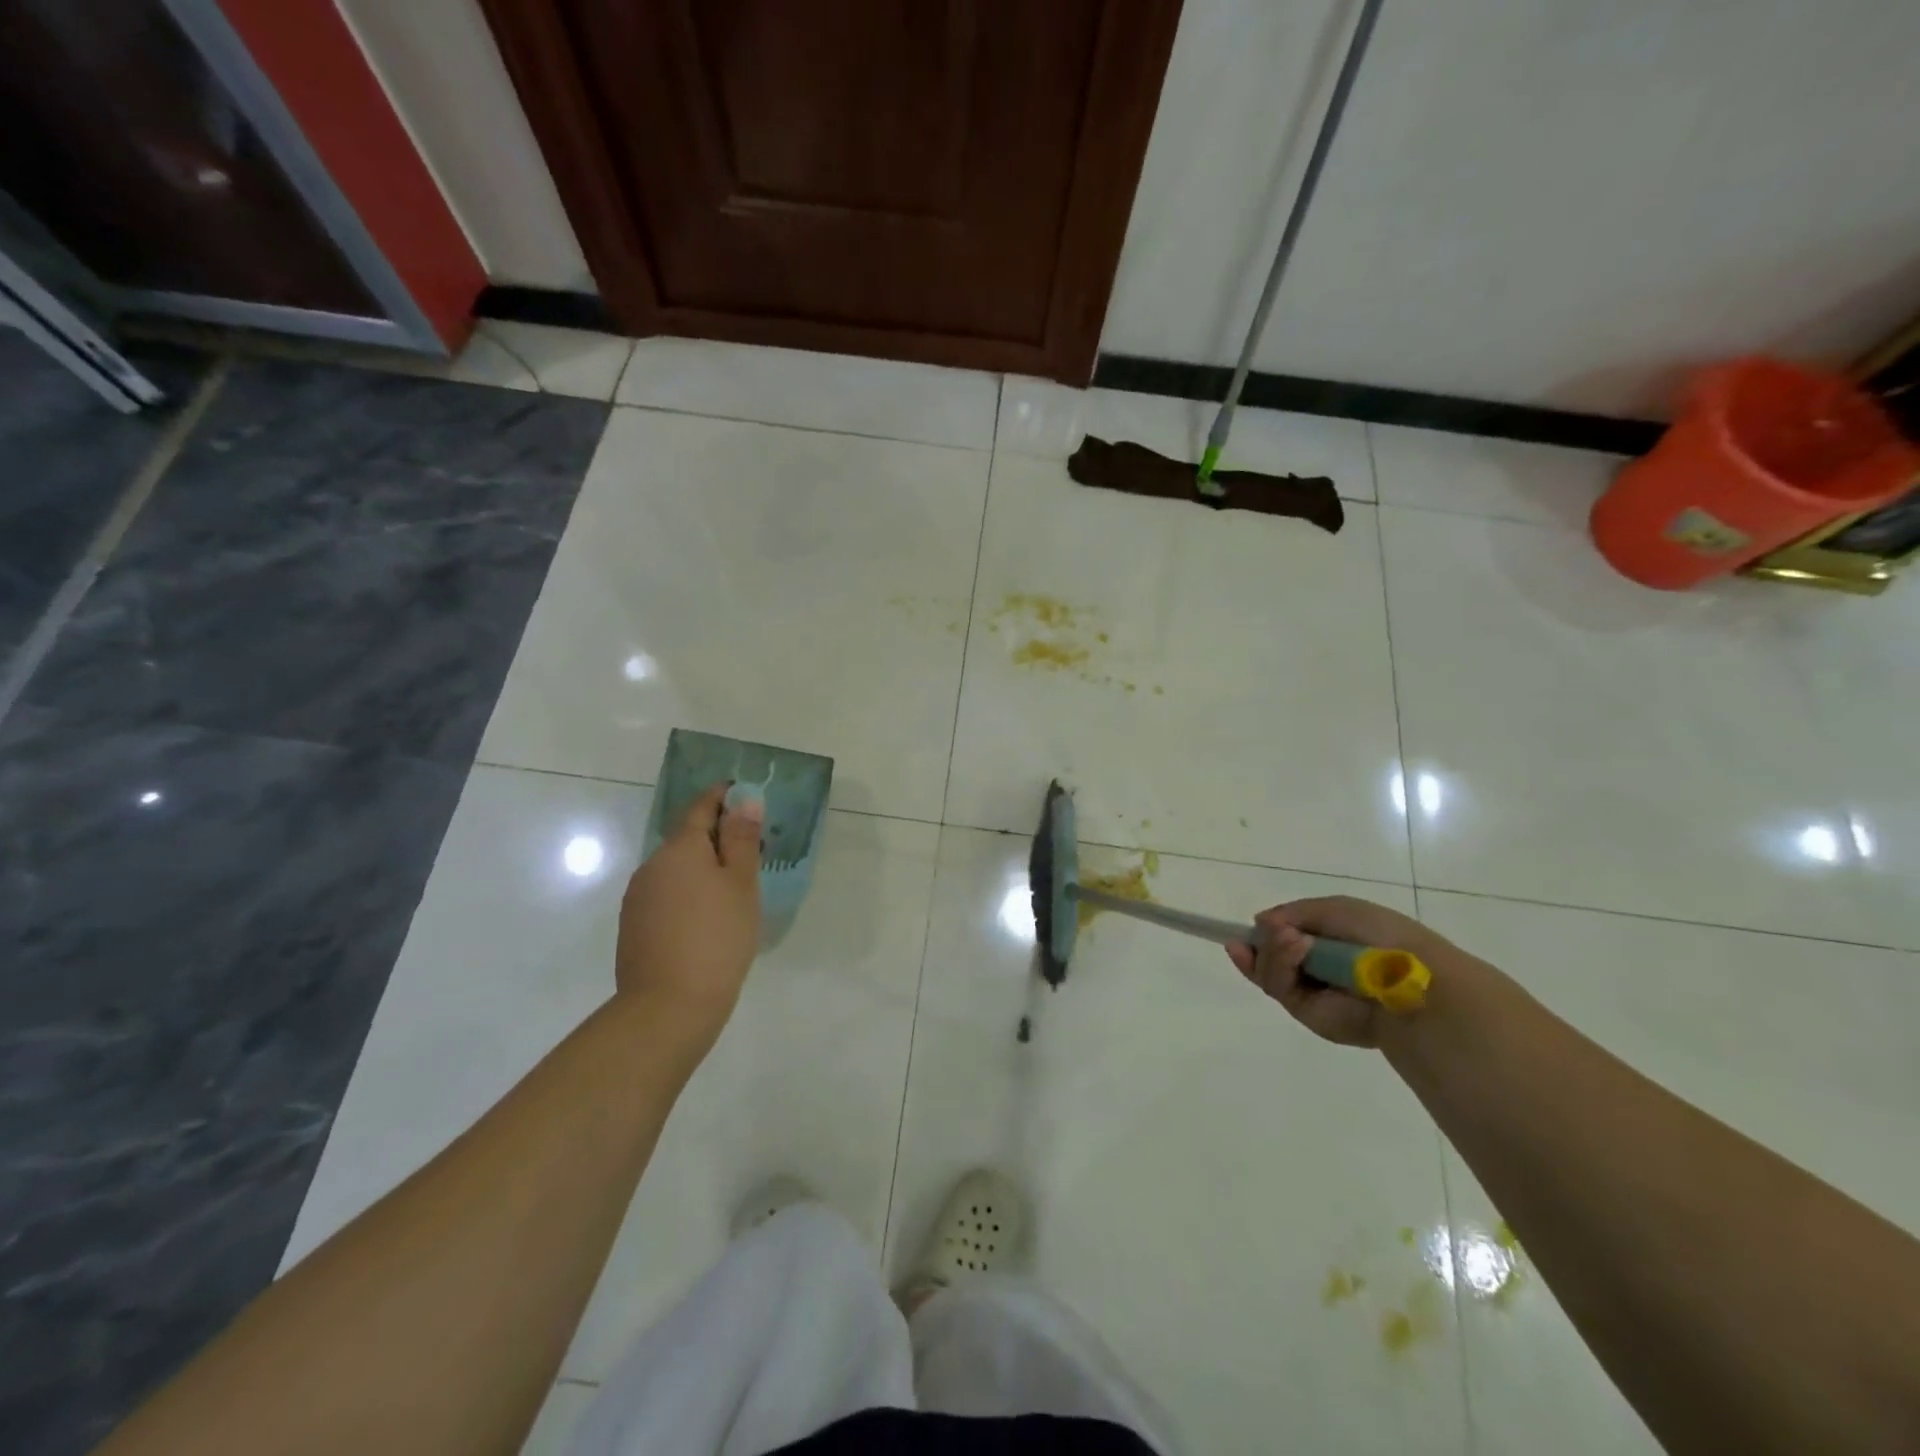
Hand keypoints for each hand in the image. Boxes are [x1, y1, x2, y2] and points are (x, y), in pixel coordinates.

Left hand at [616, 783, 762, 1046]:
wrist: (667, 1007)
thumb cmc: (717, 937)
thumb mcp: (742, 884)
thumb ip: (742, 839)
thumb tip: (743, 799)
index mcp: (681, 848)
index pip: (700, 807)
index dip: (722, 797)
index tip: (743, 795)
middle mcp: (652, 865)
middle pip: (686, 838)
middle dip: (716, 837)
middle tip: (751, 851)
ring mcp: (638, 897)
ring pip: (675, 869)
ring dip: (701, 868)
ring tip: (732, 890)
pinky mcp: (634, 926)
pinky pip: (666, 895)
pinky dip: (687, 894)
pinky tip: (706, 919)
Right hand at [1226, 895, 1451, 1048]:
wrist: (1406, 979)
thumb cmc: (1378, 935)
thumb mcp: (1335, 909)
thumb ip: (1293, 913)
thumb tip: (1259, 923)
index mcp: (1327, 942)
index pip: (1282, 937)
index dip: (1263, 932)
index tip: (1246, 927)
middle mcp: (1315, 968)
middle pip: (1267, 955)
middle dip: (1263, 941)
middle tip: (1272, 931)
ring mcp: (1310, 992)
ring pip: (1268, 970)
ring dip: (1272, 951)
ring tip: (1290, 939)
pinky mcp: (1306, 1013)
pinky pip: (1278, 987)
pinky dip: (1278, 965)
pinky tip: (1293, 949)